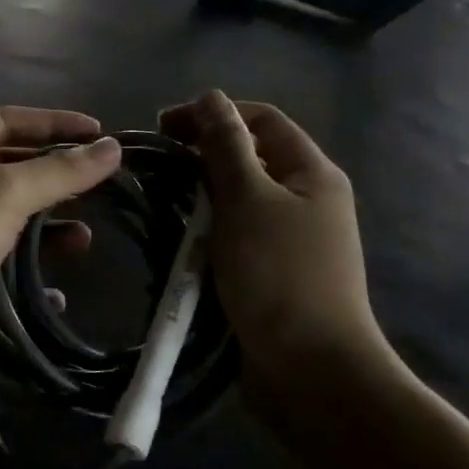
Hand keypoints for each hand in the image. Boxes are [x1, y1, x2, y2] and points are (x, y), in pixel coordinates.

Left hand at [0, 107, 121, 398]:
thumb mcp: (3, 192)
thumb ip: (59, 171)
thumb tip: (112, 147)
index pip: (4, 121)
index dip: (52, 123)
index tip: (100, 134)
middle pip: (6, 172)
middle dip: (52, 179)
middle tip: (101, 186)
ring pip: (4, 226)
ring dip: (44, 232)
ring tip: (84, 240)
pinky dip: (25, 280)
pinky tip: (55, 293)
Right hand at [160, 92, 389, 414]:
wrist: (311, 371)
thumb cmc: (279, 274)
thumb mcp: (248, 199)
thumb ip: (226, 144)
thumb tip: (211, 97)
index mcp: (312, 173)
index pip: (261, 119)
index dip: (214, 113)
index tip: (163, 128)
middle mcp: (307, 199)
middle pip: (250, 158)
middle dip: (202, 155)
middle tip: (157, 168)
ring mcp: (291, 239)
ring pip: (238, 200)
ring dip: (200, 197)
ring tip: (161, 203)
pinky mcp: (273, 273)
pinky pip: (235, 236)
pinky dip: (207, 232)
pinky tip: (180, 241)